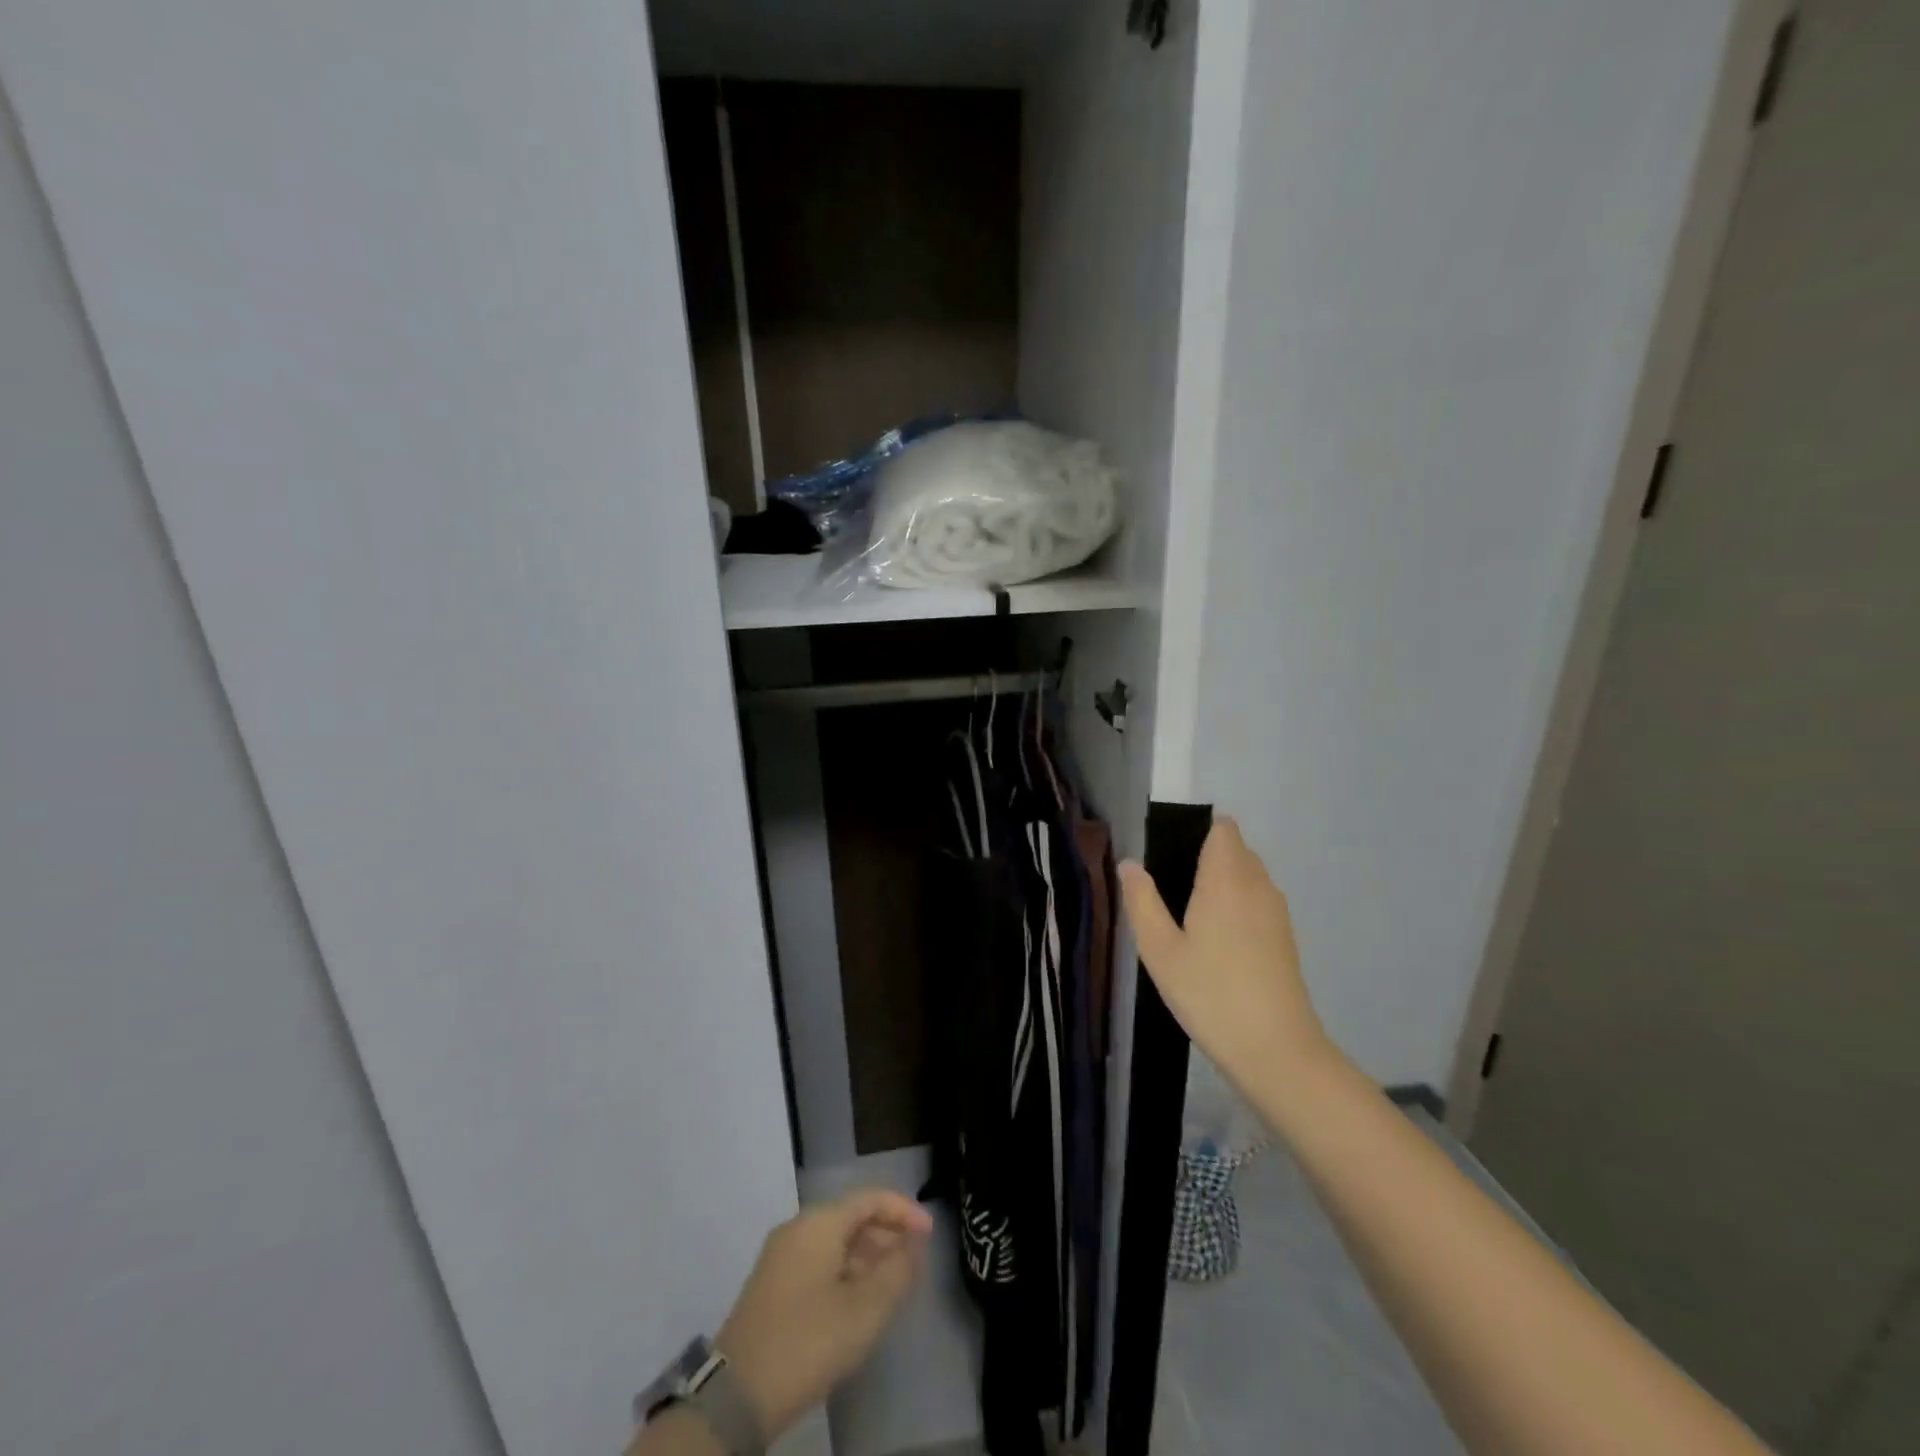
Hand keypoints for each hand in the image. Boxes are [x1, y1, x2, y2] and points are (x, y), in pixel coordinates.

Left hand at [716, 1188, 932, 1439]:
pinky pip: (819, 1261)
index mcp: (819, 1222)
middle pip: (852, 1216)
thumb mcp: (864, 1310)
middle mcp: (798, 1227)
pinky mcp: (772, 1284)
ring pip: (835, 1241)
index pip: (870, 1198)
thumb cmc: (807, 1341)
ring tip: (892, 1284)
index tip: (930, 1233)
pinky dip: (845, 1270)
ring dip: (867, 1256)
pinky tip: (858, 1302)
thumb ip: (897, 1271)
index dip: (904, 1211)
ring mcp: (780, 1255)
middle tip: (914, 1262)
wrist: (736, 1395)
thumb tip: (912, 1245)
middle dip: (886, 1234)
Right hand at [1119, 817, 1333, 1107]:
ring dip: (1222, 883)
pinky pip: (1258, 901)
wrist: (1276, 1050)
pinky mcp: (1285, 937)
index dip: (1197, 831)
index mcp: (1226, 879)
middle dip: (1205, 857)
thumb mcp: (1160, 950)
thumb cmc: (1210, 993)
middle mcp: (1257, 885)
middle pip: (1235, 849)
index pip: (1222, 829)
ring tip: (1188, 917)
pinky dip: (1238, 906)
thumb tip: (1129, 863)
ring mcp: (1276, 912)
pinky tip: (1216, 942)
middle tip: (1169, 890)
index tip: (1169, 855)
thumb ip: (1142, 901)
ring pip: (1248, 876)